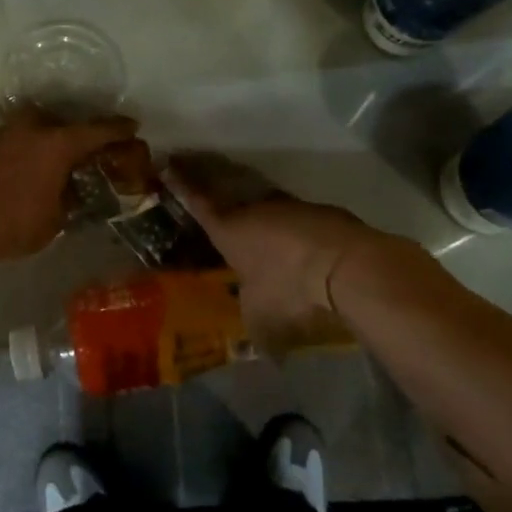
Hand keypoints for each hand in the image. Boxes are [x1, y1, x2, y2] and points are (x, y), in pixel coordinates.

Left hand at [0, 107, 141, 264]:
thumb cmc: (14, 225)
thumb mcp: (54, 220)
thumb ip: (67, 200)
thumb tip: (71, 194)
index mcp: (56, 145)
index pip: (96, 131)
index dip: (117, 129)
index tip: (131, 127)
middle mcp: (27, 129)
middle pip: (54, 121)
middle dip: (66, 132)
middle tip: (71, 150)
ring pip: (21, 130)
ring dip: (32, 142)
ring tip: (33, 165)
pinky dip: (5, 155)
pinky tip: (1, 176)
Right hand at [166, 154, 387, 353]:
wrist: (344, 263)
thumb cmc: (288, 287)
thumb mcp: (261, 316)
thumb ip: (252, 323)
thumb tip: (259, 348)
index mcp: (228, 229)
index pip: (197, 201)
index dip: (181, 183)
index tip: (167, 163)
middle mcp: (253, 209)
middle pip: (227, 192)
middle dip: (213, 185)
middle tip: (201, 178)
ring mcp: (287, 206)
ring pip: (263, 204)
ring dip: (256, 210)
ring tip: (253, 219)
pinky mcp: (318, 211)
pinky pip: (293, 216)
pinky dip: (289, 226)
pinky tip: (295, 242)